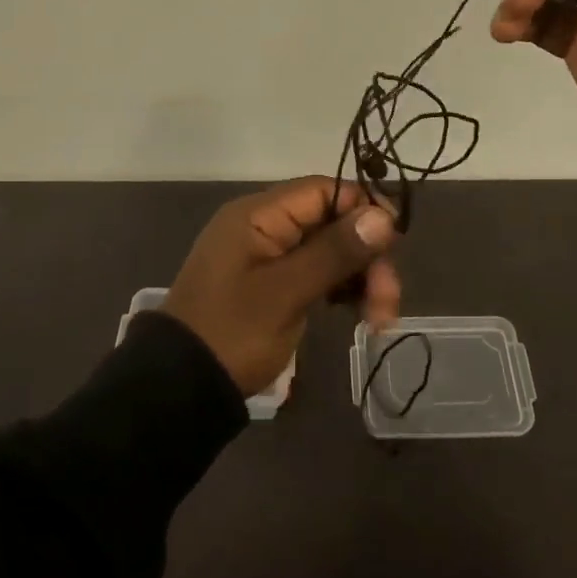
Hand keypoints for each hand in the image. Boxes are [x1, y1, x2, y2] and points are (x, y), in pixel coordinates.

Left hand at [163, 177, 400, 394]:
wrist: (181, 388)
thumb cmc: (232, 333)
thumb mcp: (286, 293)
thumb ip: (334, 252)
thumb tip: (383, 215)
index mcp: (259, 215)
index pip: (324, 189)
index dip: (364, 208)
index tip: (395, 242)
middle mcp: (265, 226)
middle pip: (332, 221)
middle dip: (366, 256)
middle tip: (387, 303)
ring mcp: (269, 256)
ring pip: (330, 250)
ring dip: (360, 278)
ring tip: (378, 321)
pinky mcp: (273, 283)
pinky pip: (317, 272)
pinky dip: (342, 290)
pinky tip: (360, 316)